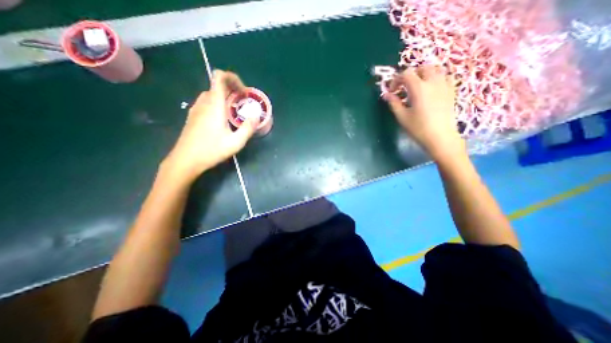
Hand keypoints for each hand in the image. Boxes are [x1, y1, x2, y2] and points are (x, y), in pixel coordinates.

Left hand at [162, 69, 256, 181]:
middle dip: (233, 90)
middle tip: (244, 105)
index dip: (233, 78)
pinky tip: (224, 119)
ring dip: (226, 98)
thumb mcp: (235, 142)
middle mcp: (204, 102)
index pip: (219, 77)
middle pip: (217, 85)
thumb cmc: (211, 150)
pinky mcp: (194, 115)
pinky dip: (218, 104)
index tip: (244, 93)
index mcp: (214, 104)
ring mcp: (196, 108)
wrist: (185, 160)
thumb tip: (256, 116)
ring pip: (212, 94)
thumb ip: (248, 128)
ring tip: (236, 112)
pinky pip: (207, 102)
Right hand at [384, 65, 465, 161]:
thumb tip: (386, 94)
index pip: (406, 74)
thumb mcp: (402, 117)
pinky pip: (445, 76)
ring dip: (423, 74)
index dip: (396, 80)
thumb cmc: (418, 128)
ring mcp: (445, 85)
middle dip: (410, 74)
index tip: (392, 91)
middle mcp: (433, 82)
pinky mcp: (452, 91)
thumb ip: (393, 103)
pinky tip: (431, 89)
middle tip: (404, 87)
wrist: (440, 137)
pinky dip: (436, 78)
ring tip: (417, 86)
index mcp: (419, 88)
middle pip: (422, 68)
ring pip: (435, 69)